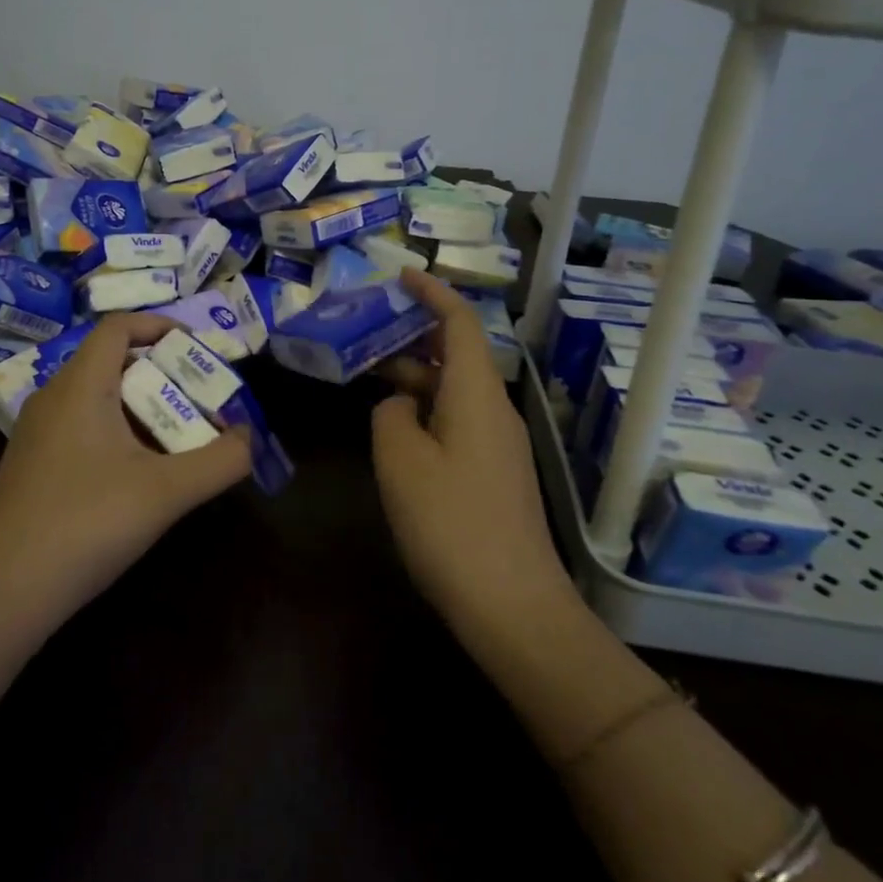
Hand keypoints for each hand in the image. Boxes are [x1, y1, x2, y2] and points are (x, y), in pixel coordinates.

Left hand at [0, 313, 250, 626]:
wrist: (0, 594)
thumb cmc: (85, 524)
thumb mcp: (166, 492)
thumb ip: (220, 461)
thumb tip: (251, 438)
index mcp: (80, 385)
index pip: (118, 326)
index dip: (159, 325)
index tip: (197, 347)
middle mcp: (53, 398)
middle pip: (111, 362)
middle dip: (161, 373)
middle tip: (200, 399)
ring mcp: (36, 434)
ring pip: (96, 398)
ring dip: (141, 407)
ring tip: (178, 437)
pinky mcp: (30, 466)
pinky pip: (81, 427)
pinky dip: (116, 433)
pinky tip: (137, 475)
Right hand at [372, 269, 567, 621]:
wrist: (513, 605)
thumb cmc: (451, 523)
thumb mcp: (401, 461)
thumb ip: (391, 416)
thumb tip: (399, 405)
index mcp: (476, 393)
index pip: (460, 323)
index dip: (433, 293)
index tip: (402, 275)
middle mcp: (493, 409)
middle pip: (456, 354)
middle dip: (414, 334)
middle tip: (368, 327)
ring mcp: (499, 443)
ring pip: (454, 389)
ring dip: (415, 376)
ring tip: (368, 373)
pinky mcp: (495, 473)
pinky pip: (457, 420)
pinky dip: (425, 409)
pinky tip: (395, 428)